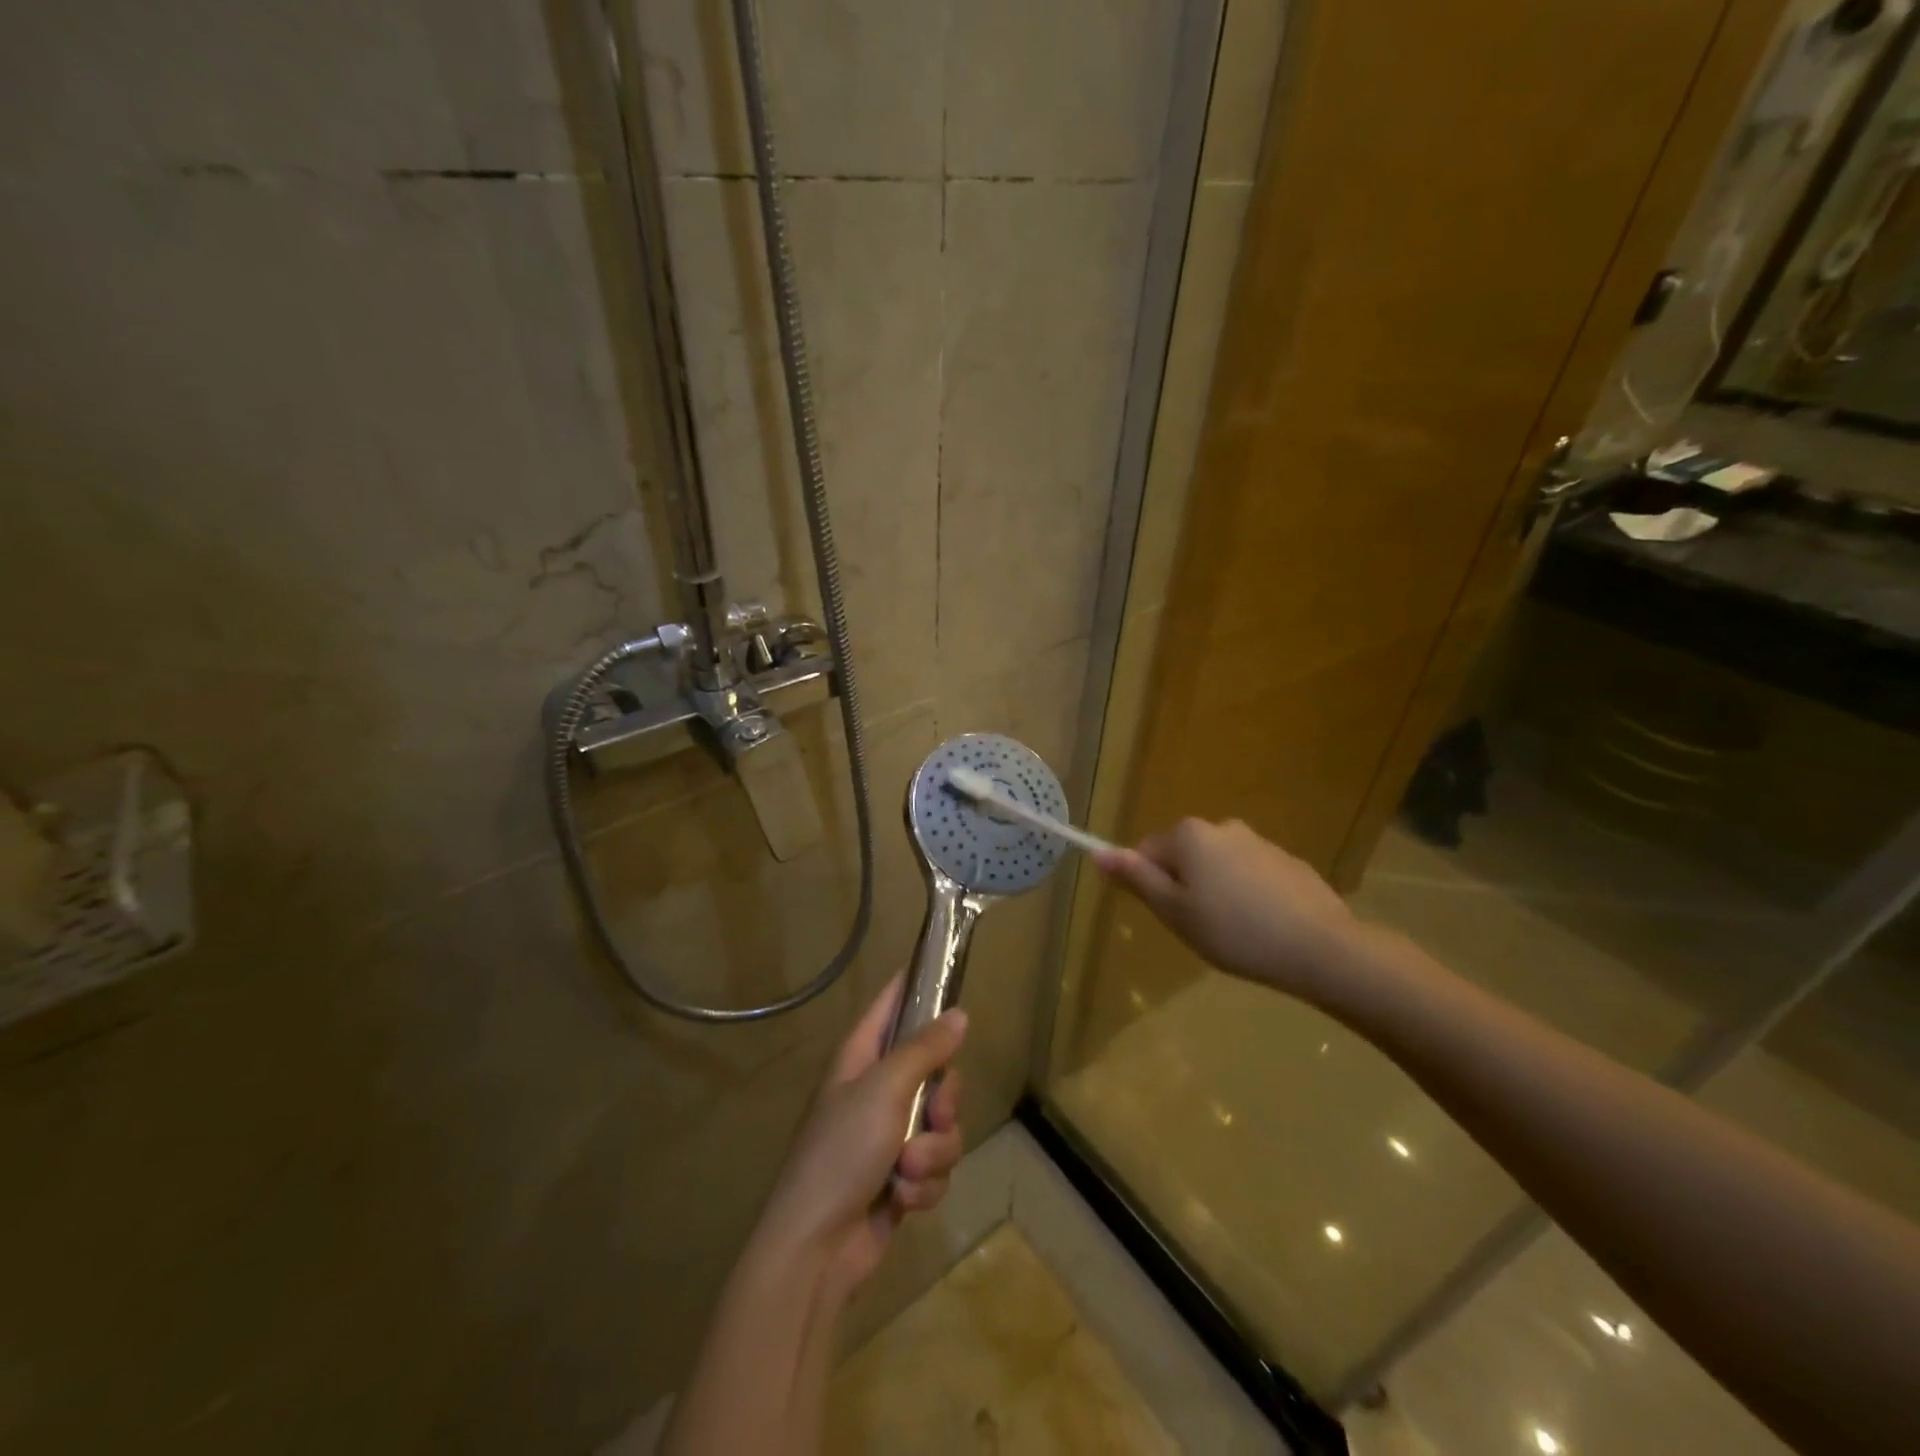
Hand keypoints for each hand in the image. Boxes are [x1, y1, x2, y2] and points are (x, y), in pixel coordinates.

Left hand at [762, 975, 968, 1296]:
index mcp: (861, 1057)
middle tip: (935, 1113)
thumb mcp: (885, 1089)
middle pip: (936, 1070)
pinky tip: (903, 1199)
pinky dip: (925, 1184)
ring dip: (934, 1151)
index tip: (949, 974)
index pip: (891, 1004)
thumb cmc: (842, 1152)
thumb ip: (925, 1049)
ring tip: (908, 1170)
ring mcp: (890, 1135)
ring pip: (943, 1123)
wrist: (816, 1249)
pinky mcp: (903, 1177)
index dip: (917, 986)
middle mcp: (877, 1089)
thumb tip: (959, 1013)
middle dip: (944, 1099)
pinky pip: (936, 1165)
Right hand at [1096, 818, 1359, 1000]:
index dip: (1150, 886)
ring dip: (1216, 891)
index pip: (1147, 852)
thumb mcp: (1174, 911)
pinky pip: (1251, 875)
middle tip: (1199, 928)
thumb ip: (1136, 878)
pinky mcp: (1289, 863)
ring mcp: (1260, 842)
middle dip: (1184, 887)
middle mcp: (1222, 827)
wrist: (1320, 948)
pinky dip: (1248, 896)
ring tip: (1234, 933)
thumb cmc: (1234, 931)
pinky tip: (1263, 927)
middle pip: (1184, 856)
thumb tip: (1098, 852)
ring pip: (1218, 866)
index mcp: (1189, 835)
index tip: (1170, 917)